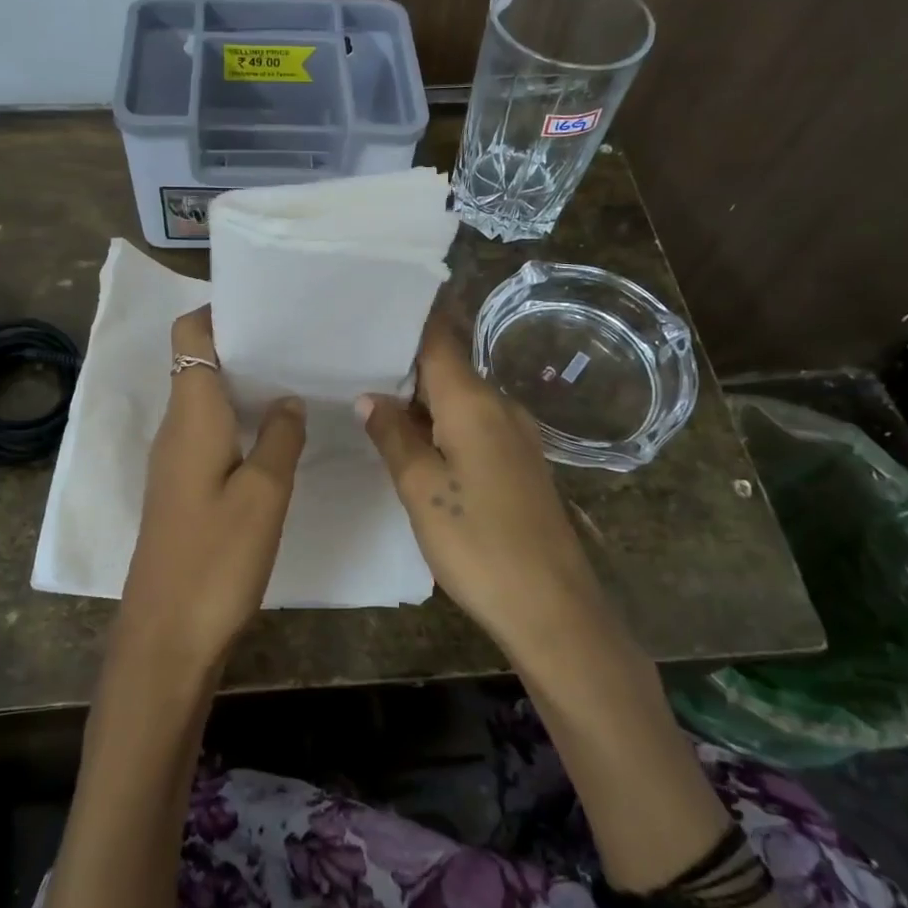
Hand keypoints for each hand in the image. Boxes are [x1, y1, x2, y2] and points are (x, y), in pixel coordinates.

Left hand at [117, 306, 306, 673]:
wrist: (165, 637)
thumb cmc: (216, 559)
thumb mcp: (264, 495)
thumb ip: (280, 437)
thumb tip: (287, 398)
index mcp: (191, 416)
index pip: (190, 335)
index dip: (221, 311)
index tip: (269, 307)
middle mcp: (176, 428)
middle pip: (200, 362)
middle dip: (245, 345)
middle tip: (300, 340)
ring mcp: (176, 460)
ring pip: (208, 399)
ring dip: (246, 385)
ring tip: (298, 378)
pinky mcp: (183, 488)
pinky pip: (210, 433)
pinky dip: (241, 421)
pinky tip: (278, 435)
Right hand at [358, 312, 606, 658]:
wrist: (552, 606)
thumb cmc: (478, 541)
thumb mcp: (421, 489)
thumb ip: (393, 435)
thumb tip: (369, 396)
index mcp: (474, 402)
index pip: (439, 339)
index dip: (411, 317)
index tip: (376, 301)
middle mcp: (500, 406)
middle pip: (448, 366)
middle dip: (405, 359)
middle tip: (355, 353)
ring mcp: (515, 435)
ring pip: (460, 397)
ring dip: (421, 394)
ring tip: (372, 391)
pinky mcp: (519, 463)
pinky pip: (473, 423)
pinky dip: (440, 421)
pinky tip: (413, 436)